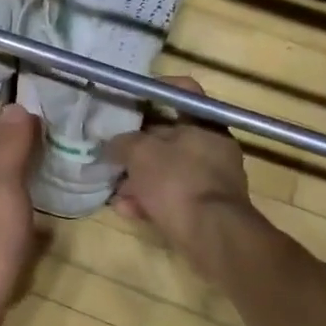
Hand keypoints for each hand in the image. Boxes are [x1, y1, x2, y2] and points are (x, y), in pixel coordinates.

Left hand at [0, 104, 42, 325]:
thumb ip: (7, 150)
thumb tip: (15, 105)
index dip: (17, 127)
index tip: (47, 112)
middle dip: (23, 158)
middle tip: (61, 143)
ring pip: (2, 201)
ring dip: (25, 190)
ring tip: (58, 179)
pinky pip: (10, 233)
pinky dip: (28, 225)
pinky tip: (47, 231)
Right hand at [105, 76, 266, 281]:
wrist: (212, 235)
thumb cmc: (178, 182)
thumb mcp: (141, 154)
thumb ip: (123, 143)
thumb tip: (112, 144)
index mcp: (204, 125)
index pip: (184, 92)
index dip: (157, 89)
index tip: (133, 98)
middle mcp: (213, 149)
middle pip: (170, 136)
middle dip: (138, 147)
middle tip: (113, 153)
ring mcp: (212, 181)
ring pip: (168, 170)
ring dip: (139, 178)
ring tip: (115, 189)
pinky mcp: (206, 209)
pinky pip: (172, 197)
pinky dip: (150, 200)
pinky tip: (127, 210)